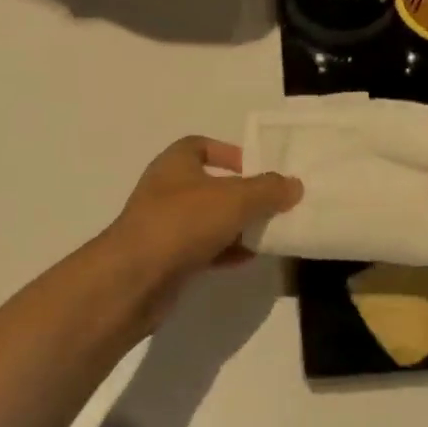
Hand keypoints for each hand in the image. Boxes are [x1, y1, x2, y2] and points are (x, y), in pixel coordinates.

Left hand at [108, 136, 301, 290]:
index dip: (227, 152)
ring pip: (207, 220)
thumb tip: (294, 185)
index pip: (200, 146)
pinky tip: (248, 259)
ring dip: (235, 225)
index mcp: (175, 163)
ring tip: (267, 232)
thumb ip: (268, 189)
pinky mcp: (166, 261)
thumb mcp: (234, 199)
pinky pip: (202, 250)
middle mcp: (166, 190)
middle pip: (209, 185)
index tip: (254, 168)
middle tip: (270, 203)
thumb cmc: (182, 222)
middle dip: (239, 194)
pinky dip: (225, 252)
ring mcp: (164, 227)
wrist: (132, 281)